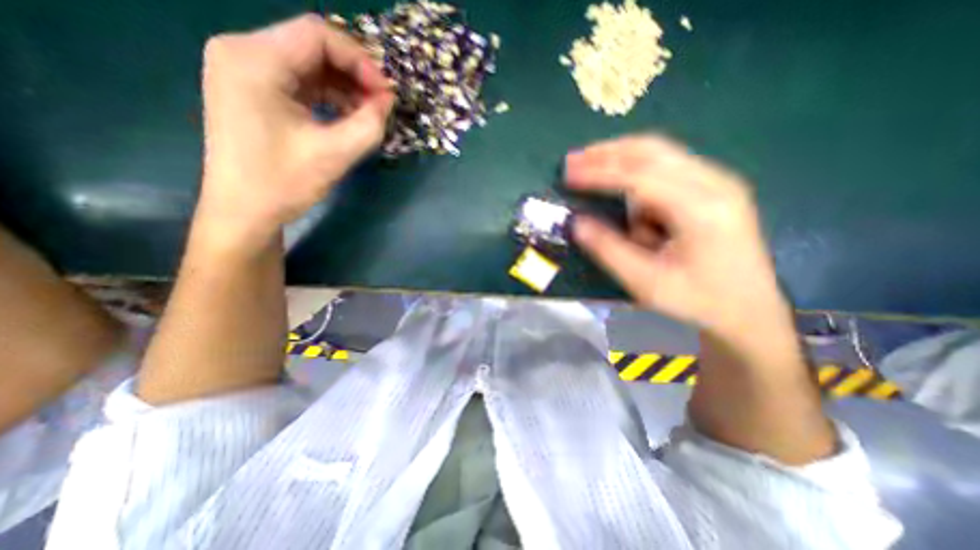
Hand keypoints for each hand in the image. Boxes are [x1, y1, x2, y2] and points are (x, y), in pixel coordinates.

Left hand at [195, 13, 393, 244]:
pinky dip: (329, 97)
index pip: (318, 35)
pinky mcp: (254, 92)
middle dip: (354, 75)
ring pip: (309, 65)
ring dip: (345, 87)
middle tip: (381, 105)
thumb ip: (369, 124)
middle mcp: (243, 52)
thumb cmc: (283, 183)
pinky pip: (300, 83)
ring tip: (369, 115)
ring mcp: (246, 72)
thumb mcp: (335, 154)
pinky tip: (348, 118)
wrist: (243, 211)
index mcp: (254, 59)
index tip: (386, 94)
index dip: (360, 61)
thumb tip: (388, 101)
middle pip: (313, 47)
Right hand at [572, 134, 789, 338]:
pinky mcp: (713, 187)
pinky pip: (667, 168)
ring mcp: (718, 182)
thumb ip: (609, 250)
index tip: (569, 175)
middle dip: (608, 152)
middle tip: (573, 160)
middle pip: (653, 151)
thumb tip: (578, 224)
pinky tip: (621, 189)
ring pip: (660, 154)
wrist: (750, 309)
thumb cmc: (699, 300)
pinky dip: (637, 173)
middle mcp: (715, 184)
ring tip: (589, 167)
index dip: (600, 173)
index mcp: (701, 210)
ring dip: (621, 158)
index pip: (640, 177)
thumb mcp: (647, 283)